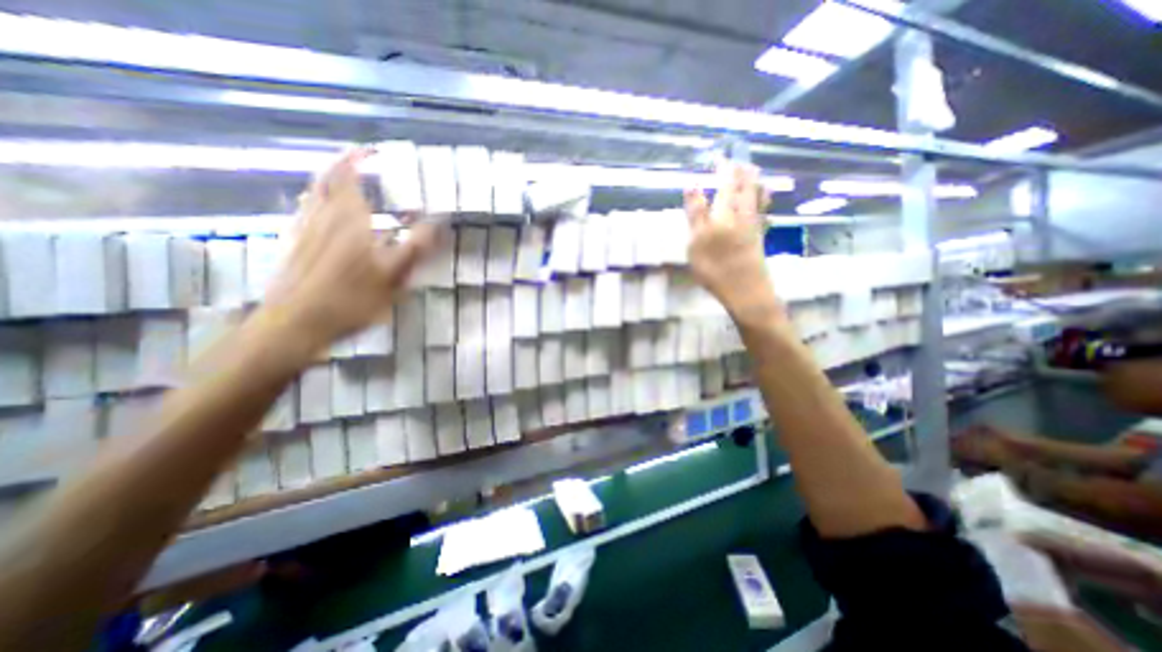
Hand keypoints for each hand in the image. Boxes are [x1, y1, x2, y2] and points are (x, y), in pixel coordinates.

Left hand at [263, 148, 441, 355]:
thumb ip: (417, 246)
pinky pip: (303, 212)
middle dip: (341, 165)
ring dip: (327, 181)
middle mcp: (322, 217)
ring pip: (312, 194)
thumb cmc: (351, 298)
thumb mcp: (395, 275)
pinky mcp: (292, 245)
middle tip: (357, 161)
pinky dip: (314, 202)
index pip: (348, 175)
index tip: (371, 149)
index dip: (357, 157)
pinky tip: (319, 211)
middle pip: (326, 179)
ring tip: (342, 180)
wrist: (296, 323)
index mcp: (348, 219)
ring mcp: (303, 230)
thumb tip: (440, 221)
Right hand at [683, 164, 780, 320]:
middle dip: (742, 173)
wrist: (745, 290)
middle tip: (741, 159)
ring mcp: (753, 227)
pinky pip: (763, 215)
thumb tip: (692, 184)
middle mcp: (742, 214)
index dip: (723, 169)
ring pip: (757, 199)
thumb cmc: (715, 267)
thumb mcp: (696, 241)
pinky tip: (764, 206)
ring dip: (755, 184)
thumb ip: (695, 212)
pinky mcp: (759, 239)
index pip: (725, 184)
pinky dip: (763, 205)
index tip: (721, 156)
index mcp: (724, 212)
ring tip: (755, 174)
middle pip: (745, 188)